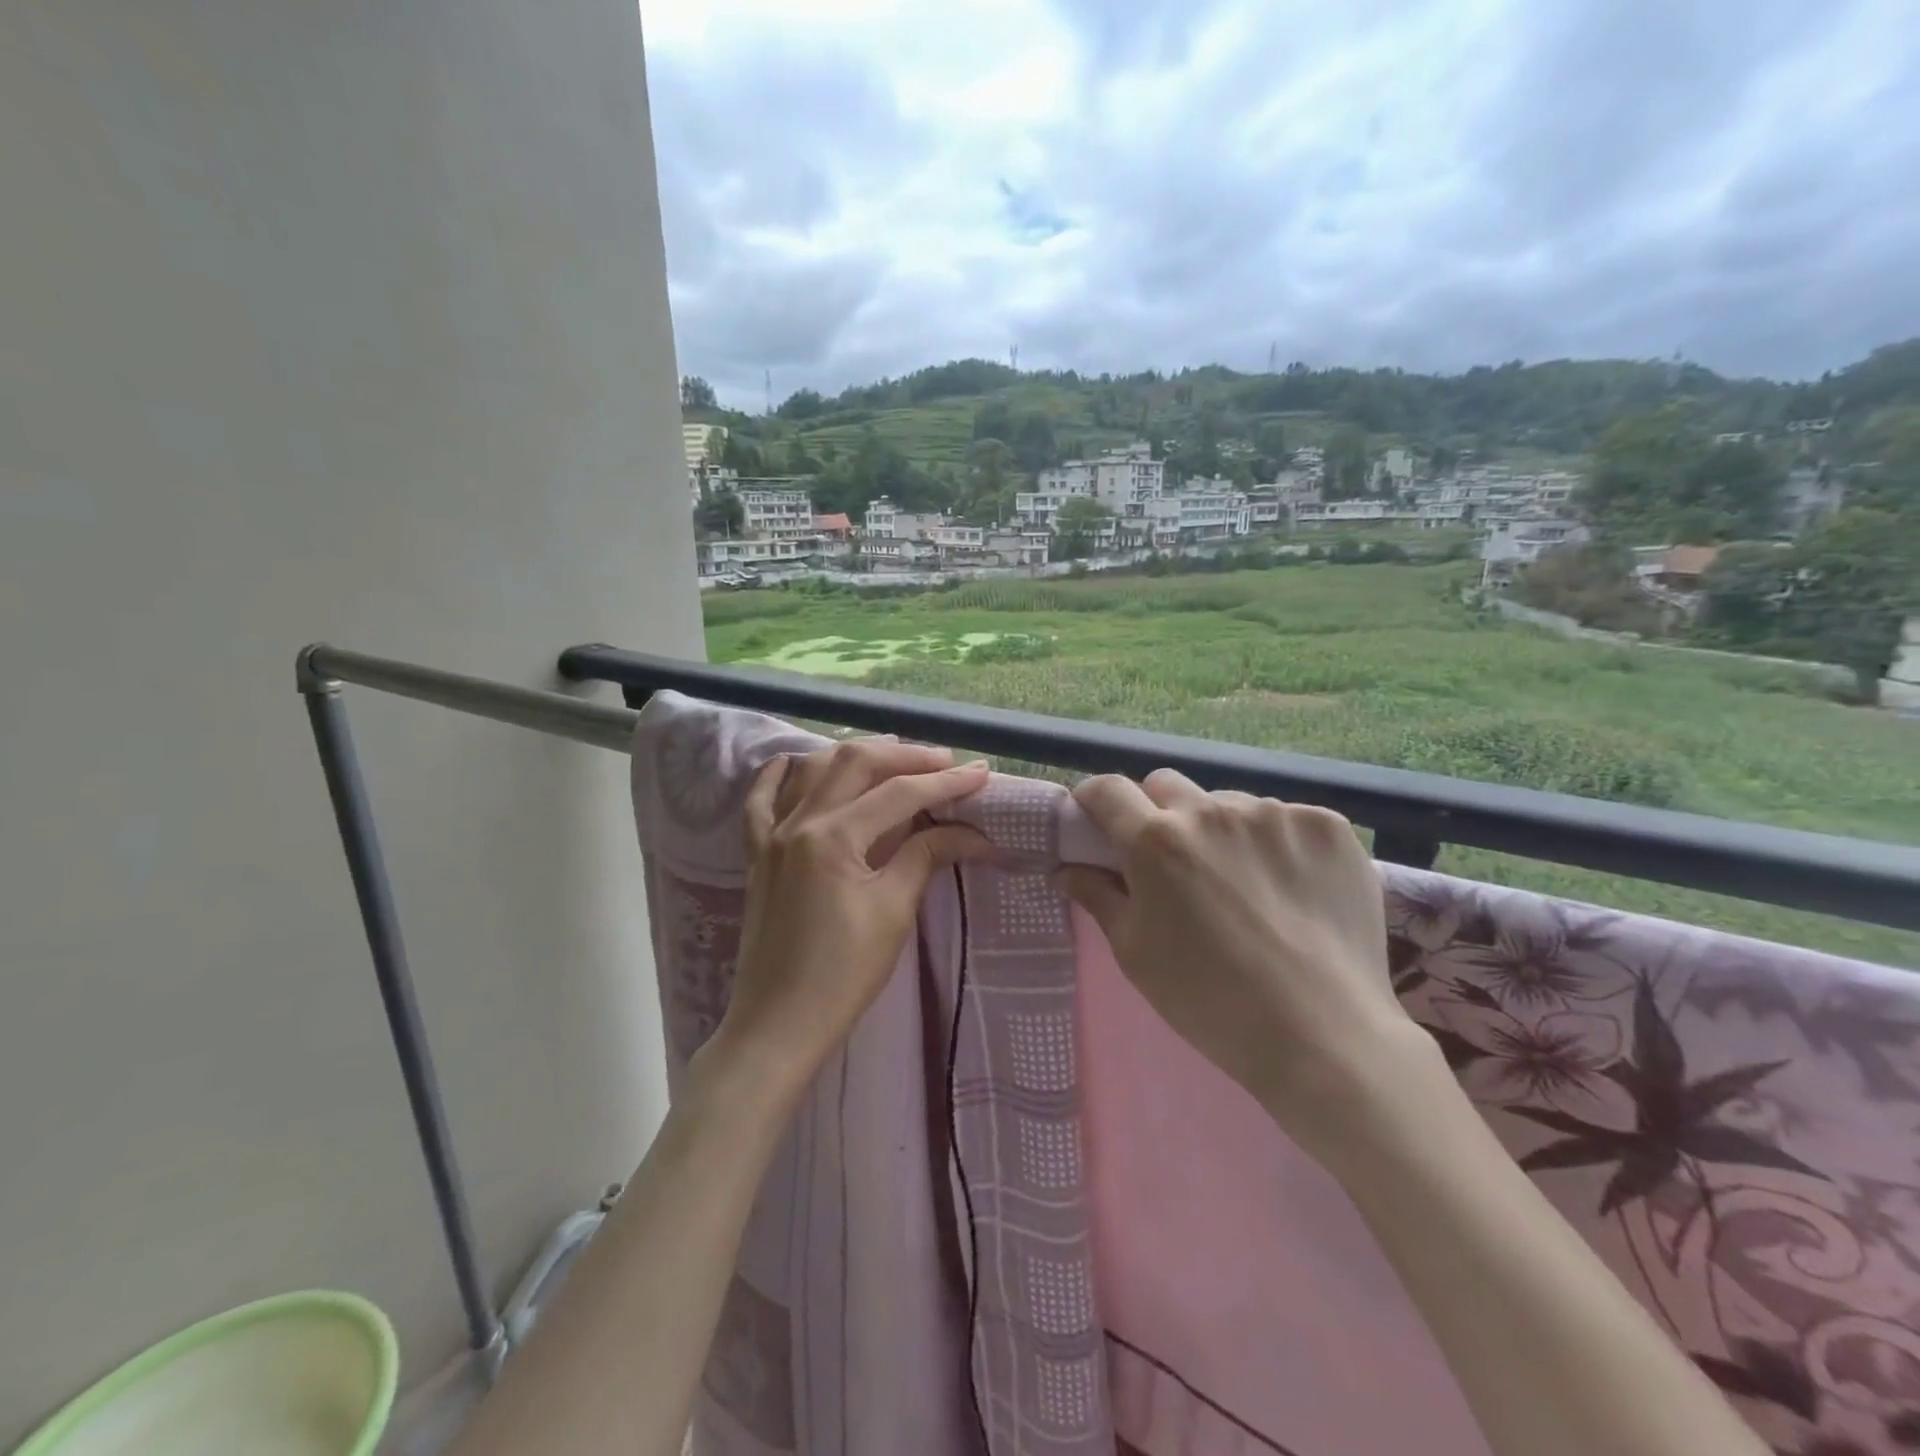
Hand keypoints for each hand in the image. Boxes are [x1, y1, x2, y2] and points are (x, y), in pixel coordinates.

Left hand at [706, 737, 990, 1090]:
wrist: (778, 1023)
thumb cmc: (843, 975)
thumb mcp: (893, 912)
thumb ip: (925, 857)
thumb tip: (972, 832)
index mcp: (833, 837)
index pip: (899, 794)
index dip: (945, 782)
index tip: (980, 773)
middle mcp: (799, 822)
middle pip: (855, 764)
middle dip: (905, 756)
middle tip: (944, 762)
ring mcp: (771, 835)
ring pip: (813, 769)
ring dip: (855, 755)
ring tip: (894, 755)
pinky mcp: (757, 854)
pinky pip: (760, 801)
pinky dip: (780, 775)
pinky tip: (796, 761)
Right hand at [1056, 769, 1419, 1152]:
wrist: (1322, 1036)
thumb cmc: (1208, 1000)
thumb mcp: (1135, 952)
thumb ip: (1098, 897)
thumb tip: (1066, 869)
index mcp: (1156, 840)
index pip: (1109, 790)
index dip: (1094, 798)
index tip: (1095, 817)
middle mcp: (1212, 811)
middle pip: (1166, 785)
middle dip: (1156, 811)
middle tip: (1170, 858)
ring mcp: (1275, 814)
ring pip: (1228, 803)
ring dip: (1220, 829)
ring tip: (1242, 883)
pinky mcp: (1327, 826)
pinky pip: (1284, 819)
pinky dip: (1275, 842)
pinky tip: (1290, 887)